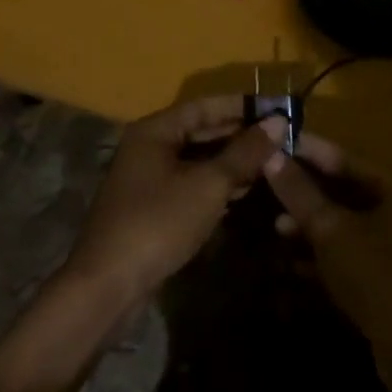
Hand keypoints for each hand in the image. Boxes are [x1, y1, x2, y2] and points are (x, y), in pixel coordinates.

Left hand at [62, 96, 289, 308]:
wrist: (109, 285)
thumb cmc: (159, 223)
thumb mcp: (209, 184)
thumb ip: (244, 152)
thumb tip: (278, 122)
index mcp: (155, 130)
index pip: (205, 106)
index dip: (241, 106)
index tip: (277, 108)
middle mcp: (149, 147)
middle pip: (201, 131)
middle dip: (240, 135)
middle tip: (282, 138)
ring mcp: (149, 179)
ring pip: (198, 159)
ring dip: (233, 160)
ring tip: (273, 162)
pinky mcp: (153, 207)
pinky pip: (192, 183)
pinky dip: (218, 183)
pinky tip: (247, 190)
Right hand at [265, 132, 391, 369]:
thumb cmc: (377, 278)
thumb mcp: (332, 231)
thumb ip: (300, 193)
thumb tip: (269, 155)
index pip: (346, 157)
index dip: (308, 150)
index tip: (274, 140)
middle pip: (347, 188)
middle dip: (307, 190)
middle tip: (269, 182)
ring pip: (348, 222)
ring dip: (313, 223)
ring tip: (276, 224)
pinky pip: (353, 249)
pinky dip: (326, 250)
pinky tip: (292, 259)